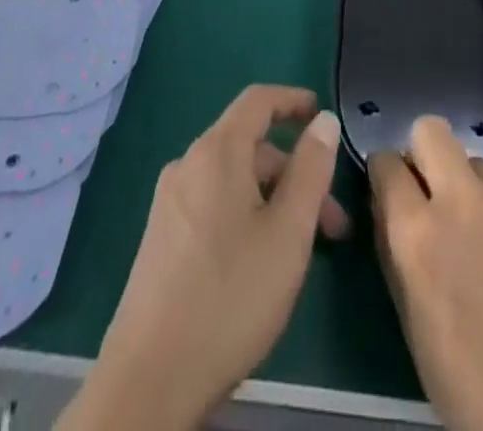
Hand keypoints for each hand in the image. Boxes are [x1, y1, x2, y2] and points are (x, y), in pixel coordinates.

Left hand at [58, 85, 346, 430]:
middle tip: (333, 222)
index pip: (258, 100)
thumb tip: (323, 120)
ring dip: (274, 199)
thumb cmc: (230, 297)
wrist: (149, 381)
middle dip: (295, 172)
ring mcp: (170, 201)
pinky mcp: (162, 236)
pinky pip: (213, 203)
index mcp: (217, 152)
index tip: (322, 114)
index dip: (293, 100)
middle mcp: (188, 164)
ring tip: (303, 249)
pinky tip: (261, 260)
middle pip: (250, 146)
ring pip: (234, 179)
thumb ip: (311, 170)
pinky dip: (246, 214)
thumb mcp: (288, 233)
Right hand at [369, 118, 482, 430]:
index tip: (396, 189)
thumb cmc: (467, 379)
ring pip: (481, 164)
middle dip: (427, 155)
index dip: (388, 175)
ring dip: (477, 190)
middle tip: (439, 193)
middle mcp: (463, 200)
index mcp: (417, 232)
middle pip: (431, 130)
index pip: (386, 161)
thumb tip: (386, 197)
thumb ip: (392, 243)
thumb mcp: (409, 314)